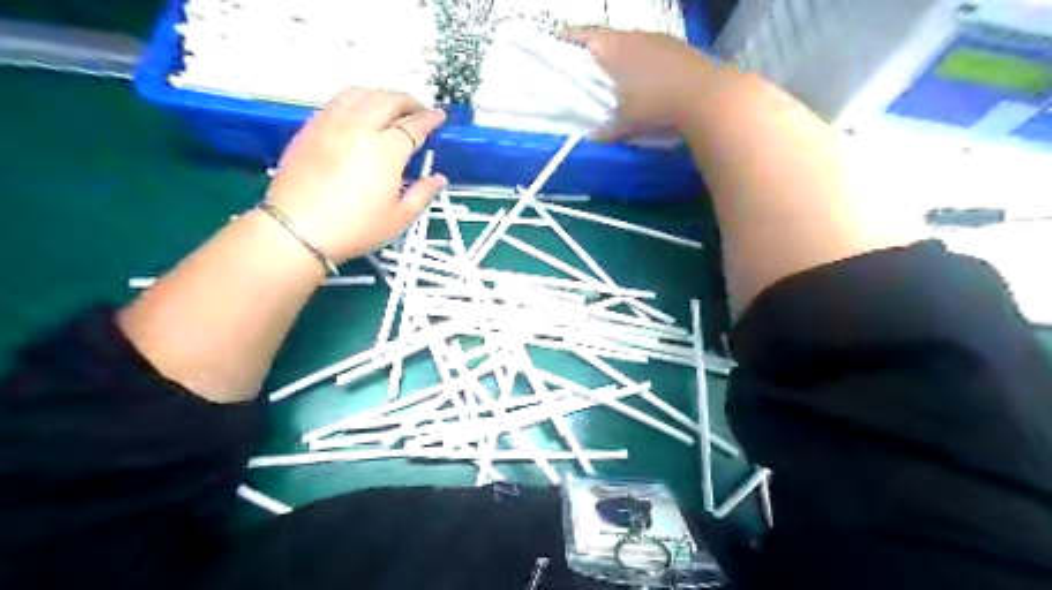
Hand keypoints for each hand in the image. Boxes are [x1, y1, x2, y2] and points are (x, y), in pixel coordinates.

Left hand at [266, 87, 445, 261]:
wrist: (297, 230)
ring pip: (361, 94)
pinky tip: (360, 112)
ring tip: (390, 106)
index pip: (414, 124)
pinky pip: (338, 101)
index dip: (430, 118)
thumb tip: (438, 179)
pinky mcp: (311, 129)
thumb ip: (423, 194)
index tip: (439, 116)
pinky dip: (357, 99)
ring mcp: (332, 124)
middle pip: (388, 100)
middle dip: (408, 101)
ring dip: (382, 95)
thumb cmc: (353, 228)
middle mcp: (360, 128)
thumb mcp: (399, 218)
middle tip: (419, 109)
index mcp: (386, 150)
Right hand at [567, 28, 723, 138]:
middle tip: (585, 62)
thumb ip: (607, 128)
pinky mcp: (677, 46)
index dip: (569, 37)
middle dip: (595, 48)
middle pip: (607, 36)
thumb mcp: (626, 122)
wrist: (707, 97)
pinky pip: (650, 48)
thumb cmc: (656, 107)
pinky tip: (644, 76)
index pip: (585, 36)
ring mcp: (659, 38)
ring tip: (614, 70)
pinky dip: (641, 59)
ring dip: (620, 53)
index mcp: (615, 49)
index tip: (556, 40)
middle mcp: (635, 36)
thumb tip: (594, 136)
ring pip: (631, 41)